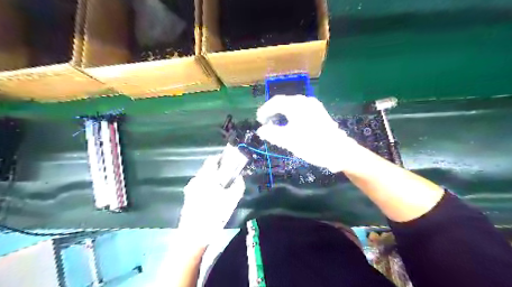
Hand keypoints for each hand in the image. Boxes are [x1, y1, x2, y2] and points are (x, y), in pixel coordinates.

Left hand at [179, 156, 245, 238]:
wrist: (193, 234)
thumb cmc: (214, 215)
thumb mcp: (231, 201)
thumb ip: (238, 186)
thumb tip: (240, 178)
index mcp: (207, 177)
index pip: (212, 160)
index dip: (221, 158)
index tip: (229, 161)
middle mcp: (196, 180)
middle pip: (207, 168)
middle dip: (217, 169)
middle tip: (228, 175)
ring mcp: (190, 188)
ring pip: (202, 177)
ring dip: (212, 177)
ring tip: (222, 186)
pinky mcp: (187, 197)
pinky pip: (199, 185)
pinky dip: (206, 185)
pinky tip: (212, 195)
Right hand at [256, 95, 358, 173]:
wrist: (339, 151)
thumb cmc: (312, 145)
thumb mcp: (288, 140)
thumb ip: (272, 133)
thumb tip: (261, 130)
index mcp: (297, 105)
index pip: (276, 102)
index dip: (265, 110)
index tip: (259, 120)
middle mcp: (305, 101)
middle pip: (284, 102)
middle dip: (273, 111)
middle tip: (266, 122)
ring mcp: (314, 106)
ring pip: (292, 106)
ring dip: (282, 113)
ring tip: (276, 124)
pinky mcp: (319, 113)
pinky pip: (300, 110)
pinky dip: (291, 116)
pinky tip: (290, 125)